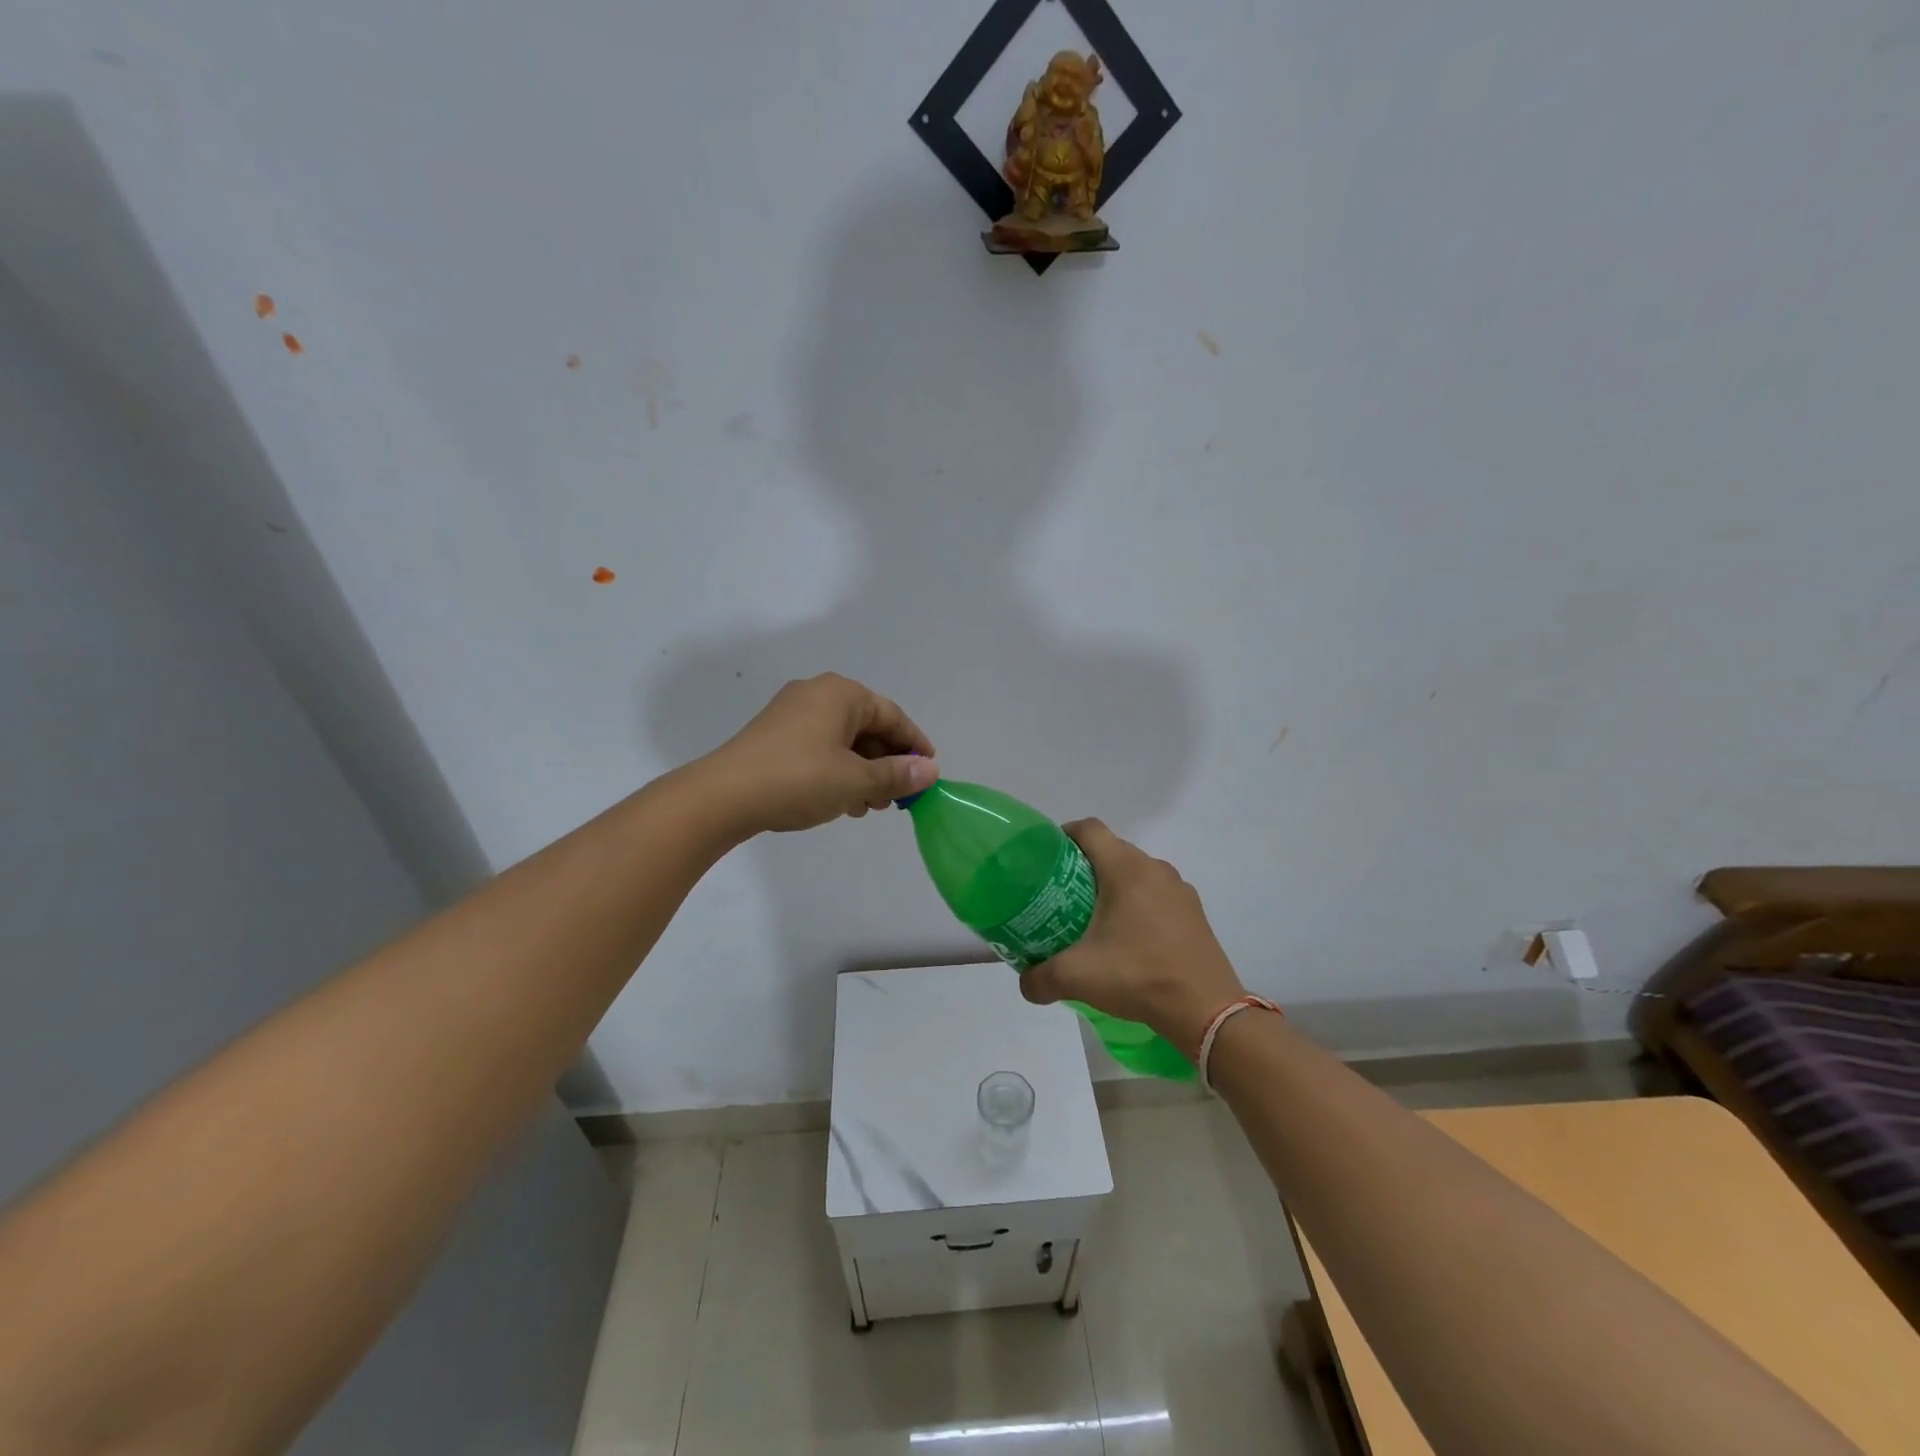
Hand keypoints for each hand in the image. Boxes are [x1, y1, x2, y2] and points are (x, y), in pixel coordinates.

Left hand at [701, 673, 937, 835]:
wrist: (724, 796)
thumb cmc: (799, 779)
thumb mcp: (856, 781)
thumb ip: (897, 775)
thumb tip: (930, 770)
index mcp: (842, 694)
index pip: (893, 716)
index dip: (915, 745)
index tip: (929, 773)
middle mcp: (818, 694)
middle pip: (868, 727)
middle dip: (886, 764)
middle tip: (897, 798)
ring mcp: (792, 713)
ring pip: (843, 741)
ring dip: (863, 772)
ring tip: (869, 807)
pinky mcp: (775, 735)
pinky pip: (820, 748)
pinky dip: (838, 771)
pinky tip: (841, 801)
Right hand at [1019, 820, 1246, 1057]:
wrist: (1206, 1010)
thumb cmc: (1139, 976)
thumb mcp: (1077, 977)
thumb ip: (1039, 978)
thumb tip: (1025, 982)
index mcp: (1126, 869)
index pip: (1089, 829)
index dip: (1063, 835)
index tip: (1045, 860)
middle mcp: (1154, 868)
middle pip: (1111, 850)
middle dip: (1082, 867)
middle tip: (1060, 896)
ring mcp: (1179, 890)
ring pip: (1135, 873)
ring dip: (1112, 888)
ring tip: (1092, 920)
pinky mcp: (1193, 912)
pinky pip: (1156, 895)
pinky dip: (1137, 906)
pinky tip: (1128, 940)